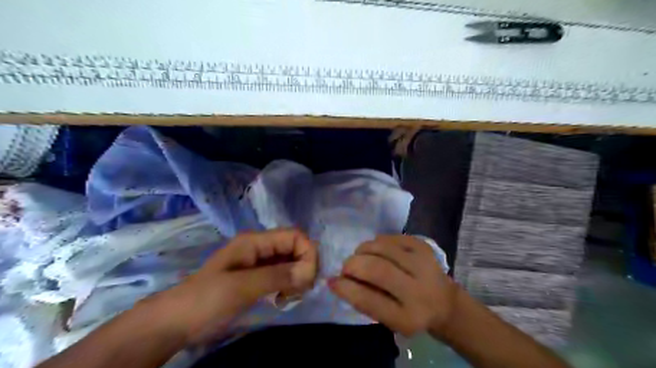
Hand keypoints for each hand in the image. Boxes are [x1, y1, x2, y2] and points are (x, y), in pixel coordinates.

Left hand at [145, 228, 316, 346]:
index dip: (307, 253)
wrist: (176, 321)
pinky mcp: (258, 277)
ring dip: (297, 277)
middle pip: (295, 247)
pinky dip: (289, 284)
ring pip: (291, 261)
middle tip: (300, 290)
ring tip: (290, 296)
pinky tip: (283, 298)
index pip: (295, 235)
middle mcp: (260, 247)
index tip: (307, 279)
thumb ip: (276, 276)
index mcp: (255, 241)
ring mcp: (259, 262)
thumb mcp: (241, 286)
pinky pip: (283, 274)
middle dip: (304, 266)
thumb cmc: (206, 299)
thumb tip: (309, 271)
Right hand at [328, 235, 457, 335]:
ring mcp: (423, 264)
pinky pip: (390, 237)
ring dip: (363, 250)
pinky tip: (377, 252)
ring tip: (361, 257)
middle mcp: (419, 290)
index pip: (370, 301)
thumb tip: (336, 280)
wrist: (445, 301)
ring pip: (382, 247)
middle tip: (346, 267)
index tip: (331, 281)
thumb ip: (364, 301)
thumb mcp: (388, 318)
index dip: (346, 288)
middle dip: (353, 265)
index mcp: (408, 317)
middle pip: (377, 269)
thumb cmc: (410, 313)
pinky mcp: (423, 246)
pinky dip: (376, 242)